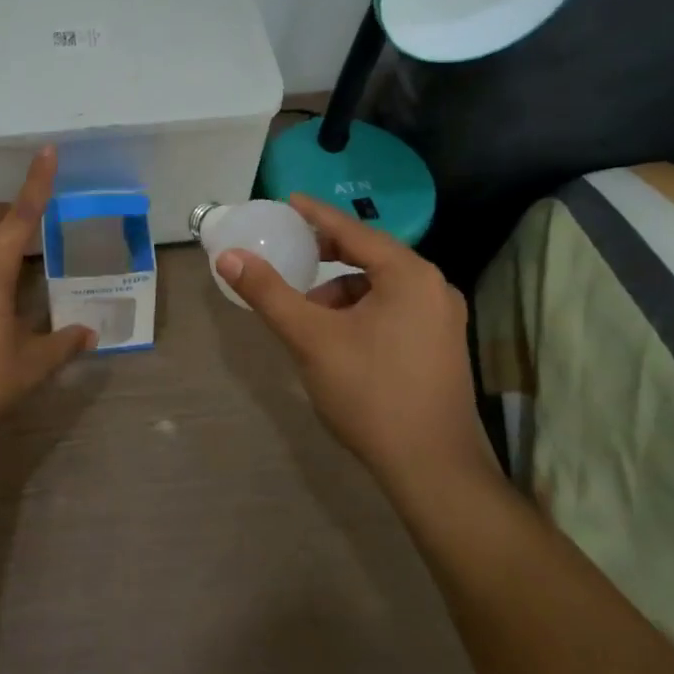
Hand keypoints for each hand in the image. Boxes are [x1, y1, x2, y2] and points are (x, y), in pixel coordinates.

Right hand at [216, 194, 495, 487]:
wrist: (434, 472)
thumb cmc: (371, 393)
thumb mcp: (311, 338)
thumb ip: (269, 293)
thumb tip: (229, 256)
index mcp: (409, 275)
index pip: (353, 230)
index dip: (317, 215)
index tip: (289, 201)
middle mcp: (433, 287)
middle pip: (370, 255)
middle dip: (327, 254)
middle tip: (292, 251)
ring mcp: (443, 319)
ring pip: (381, 286)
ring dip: (342, 289)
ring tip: (308, 311)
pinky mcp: (442, 346)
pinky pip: (394, 308)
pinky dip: (361, 310)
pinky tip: (338, 338)